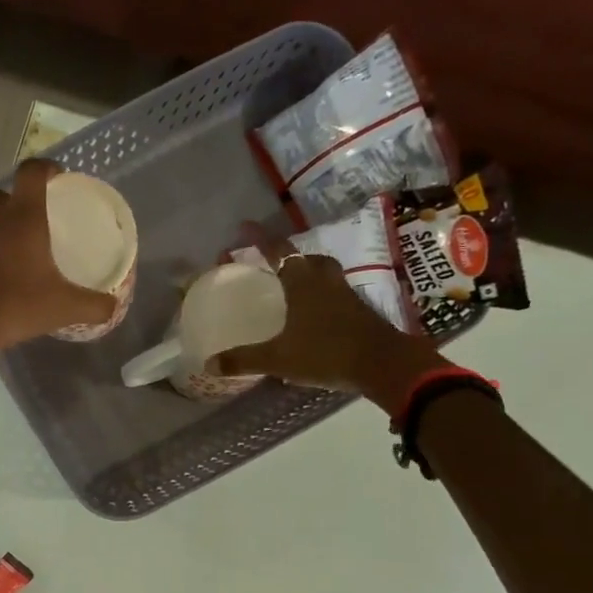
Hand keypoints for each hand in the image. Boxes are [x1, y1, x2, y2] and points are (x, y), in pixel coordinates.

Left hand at [0, 159, 117, 356]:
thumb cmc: (12, 305)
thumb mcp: (61, 308)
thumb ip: (93, 306)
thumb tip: (113, 307)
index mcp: (23, 216)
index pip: (33, 171)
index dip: (48, 169)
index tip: (60, 180)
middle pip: (8, 195)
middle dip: (25, 203)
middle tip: (43, 224)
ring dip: (3, 229)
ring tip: (22, 254)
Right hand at [212, 224, 448, 410]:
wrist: (383, 365)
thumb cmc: (326, 354)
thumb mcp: (278, 360)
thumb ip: (243, 360)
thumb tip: (209, 364)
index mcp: (302, 282)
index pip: (278, 251)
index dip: (260, 239)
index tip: (244, 227)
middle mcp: (324, 280)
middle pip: (305, 258)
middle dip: (287, 257)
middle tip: (270, 266)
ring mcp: (345, 294)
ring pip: (323, 273)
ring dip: (307, 273)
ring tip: (291, 288)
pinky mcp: (359, 310)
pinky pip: (334, 293)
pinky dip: (321, 296)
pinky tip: (312, 315)